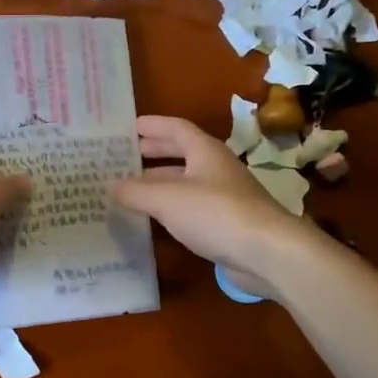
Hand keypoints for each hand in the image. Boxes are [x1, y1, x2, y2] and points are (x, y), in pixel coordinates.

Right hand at [110, 115, 316, 290]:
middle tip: (128, 156)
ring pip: (186, 181)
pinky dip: (171, 207)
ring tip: (133, 188)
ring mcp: (224, 196)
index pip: (176, 128)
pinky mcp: (227, 223)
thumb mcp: (166, 199)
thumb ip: (136, 191)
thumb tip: (111, 185)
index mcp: (205, 151)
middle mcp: (216, 168)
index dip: (153, 125)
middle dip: (156, 152)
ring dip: (161, 181)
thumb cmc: (215, 213)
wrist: (267, 252)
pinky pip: (192, 206)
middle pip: (183, 153)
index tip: (130, 126)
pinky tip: (156, 217)